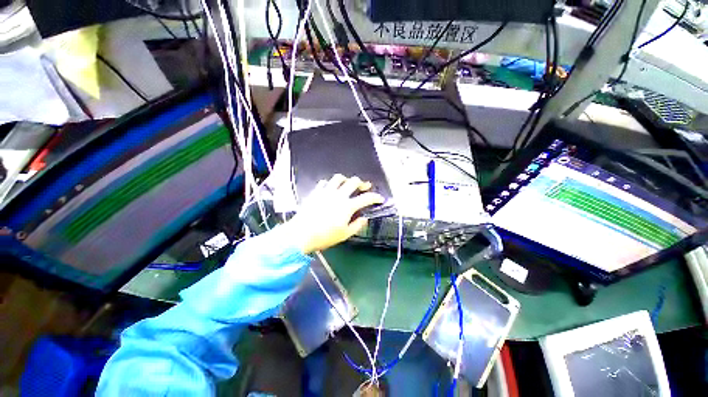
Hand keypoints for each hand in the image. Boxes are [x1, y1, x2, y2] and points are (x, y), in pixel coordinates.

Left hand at [287, 174, 384, 253]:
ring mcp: (326, 192)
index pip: (366, 198)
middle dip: (362, 183)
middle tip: (365, 187)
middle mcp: (338, 195)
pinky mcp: (315, 192)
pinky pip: (324, 182)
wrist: (301, 234)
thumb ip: (357, 225)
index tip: (380, 198)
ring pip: (338, 178)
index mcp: (347, 206)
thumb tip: (364, 218)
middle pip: (353, 182)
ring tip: (347, 184)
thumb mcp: (344, 234)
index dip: (375, 197)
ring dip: (345, 179)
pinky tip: (330, 188)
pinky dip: (330, 184)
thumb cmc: (325, 236)